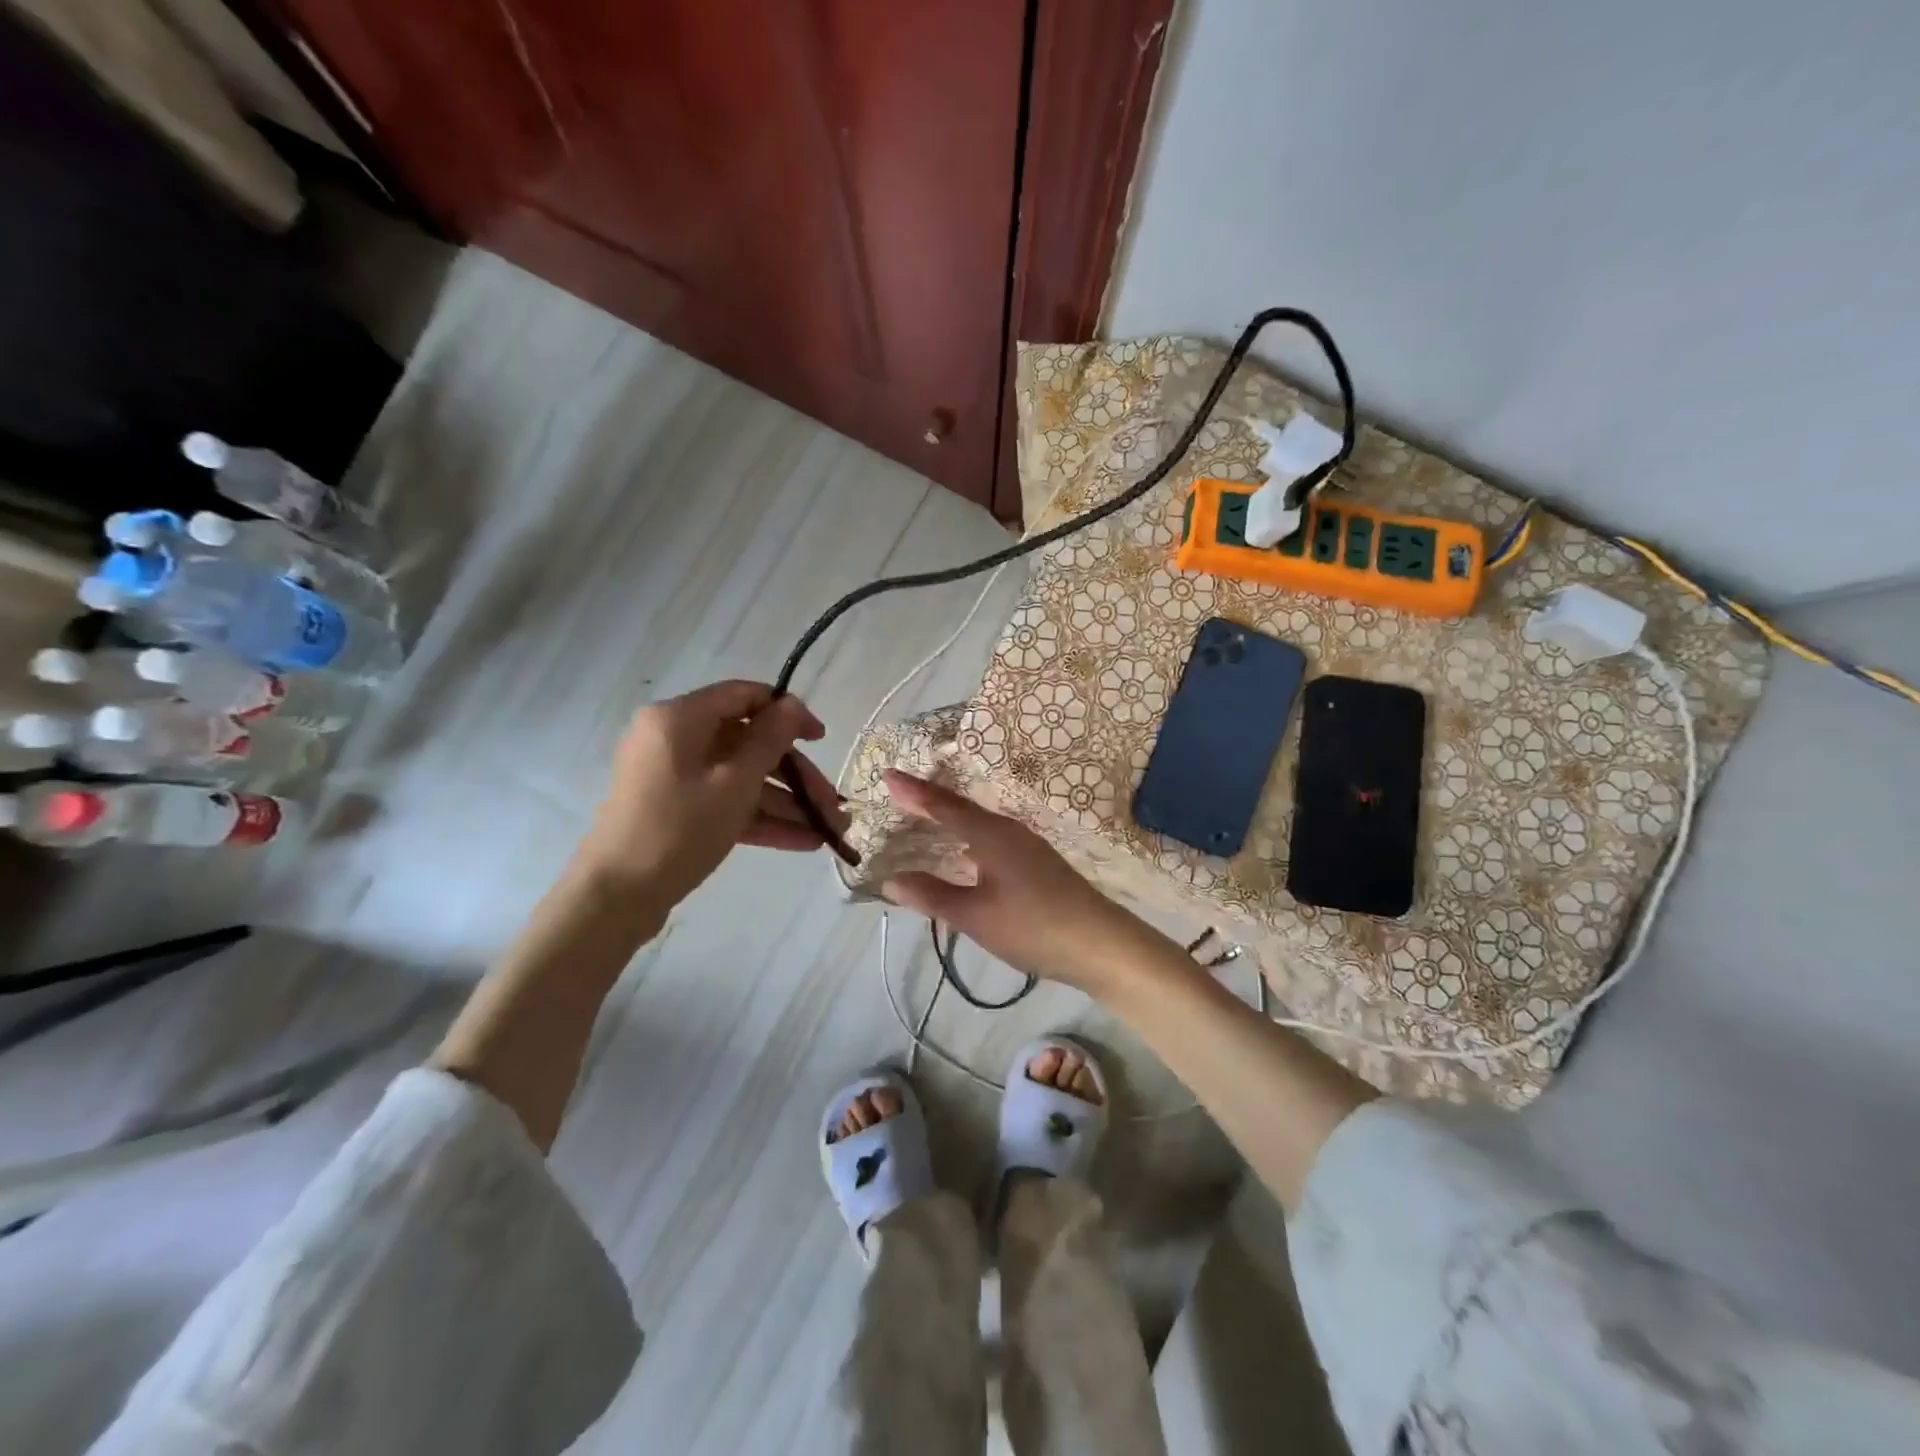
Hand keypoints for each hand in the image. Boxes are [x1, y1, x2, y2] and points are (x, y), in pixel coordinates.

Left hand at [579, 680, 847, 911]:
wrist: (616, 897)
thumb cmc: (678, 829)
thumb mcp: (735, 783)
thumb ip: (770, 740)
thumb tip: (792, 704)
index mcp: (681, 719)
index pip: (744, 696)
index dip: (788, 713)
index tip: (821, 739)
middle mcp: (675, 739)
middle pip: (749, 744)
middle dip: (796, 776)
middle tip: (832, 803)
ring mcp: (675, 776)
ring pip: (742, 778)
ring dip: (786, 803)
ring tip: (829, 831)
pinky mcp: (677, 808)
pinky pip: (726, 802)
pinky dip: (761, 819)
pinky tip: (804, 842)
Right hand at [880, 770, 1147, 994]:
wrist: (1100, 944)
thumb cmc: (1032, 926)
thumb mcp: (975, 916)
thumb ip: (932, 895)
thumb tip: (890, 879)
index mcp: (991, 835)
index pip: (944, 806)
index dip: (915, 792)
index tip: (888, 775)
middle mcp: (1009, 830)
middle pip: (963, 808)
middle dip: (930, 801)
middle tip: (899, 794)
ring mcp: (1027, 845)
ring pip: (980, 823)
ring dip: (951, 818)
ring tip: (925, 818)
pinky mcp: (1037, 863)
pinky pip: (992, 838)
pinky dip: (969, 837)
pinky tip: (966, 852)